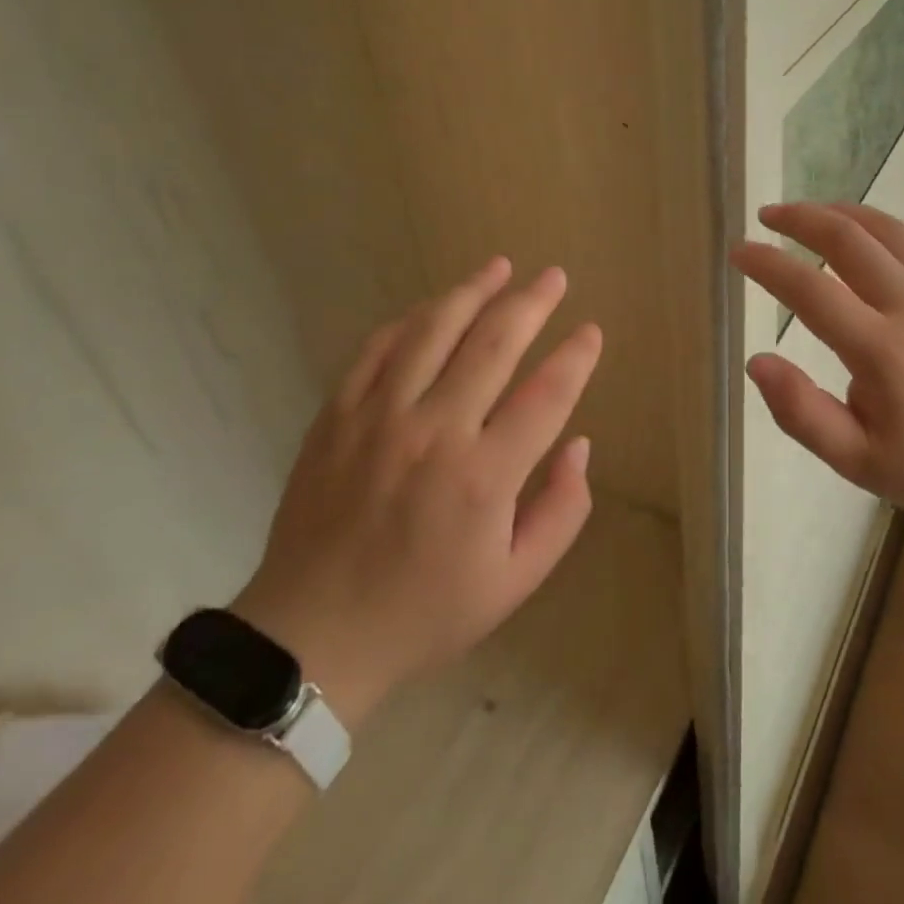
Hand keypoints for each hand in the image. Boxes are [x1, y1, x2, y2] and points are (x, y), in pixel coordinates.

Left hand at [232, 259, 598, 727]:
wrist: (313, 636)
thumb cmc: (425, 611)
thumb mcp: (515, 582)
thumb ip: (562, 511)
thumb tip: (579, 444)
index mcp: (484, 476)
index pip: (545, 394)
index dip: (575, 356)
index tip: (591, 331)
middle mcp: (434, 431)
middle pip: (493, 343)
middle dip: (531, 302)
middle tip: (554, 276)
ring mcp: (380, 416)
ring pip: (434, 330)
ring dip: (472, 291)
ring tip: (500, 266)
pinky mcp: (338, 414)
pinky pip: (379, 348)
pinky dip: (411, 320)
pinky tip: (434, 308)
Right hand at [730, 203, 903, 521]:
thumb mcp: (857, 462)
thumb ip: (801, 413)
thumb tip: (757, 362)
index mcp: (882, 353)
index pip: (810, 290)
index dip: (768, 264)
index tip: (738, 252)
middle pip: (848, 240)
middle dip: (800, 219)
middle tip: (767, 216)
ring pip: (886, 229)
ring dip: (840, 212)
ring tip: (808, 212)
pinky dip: (885, 224)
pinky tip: (866, 228)